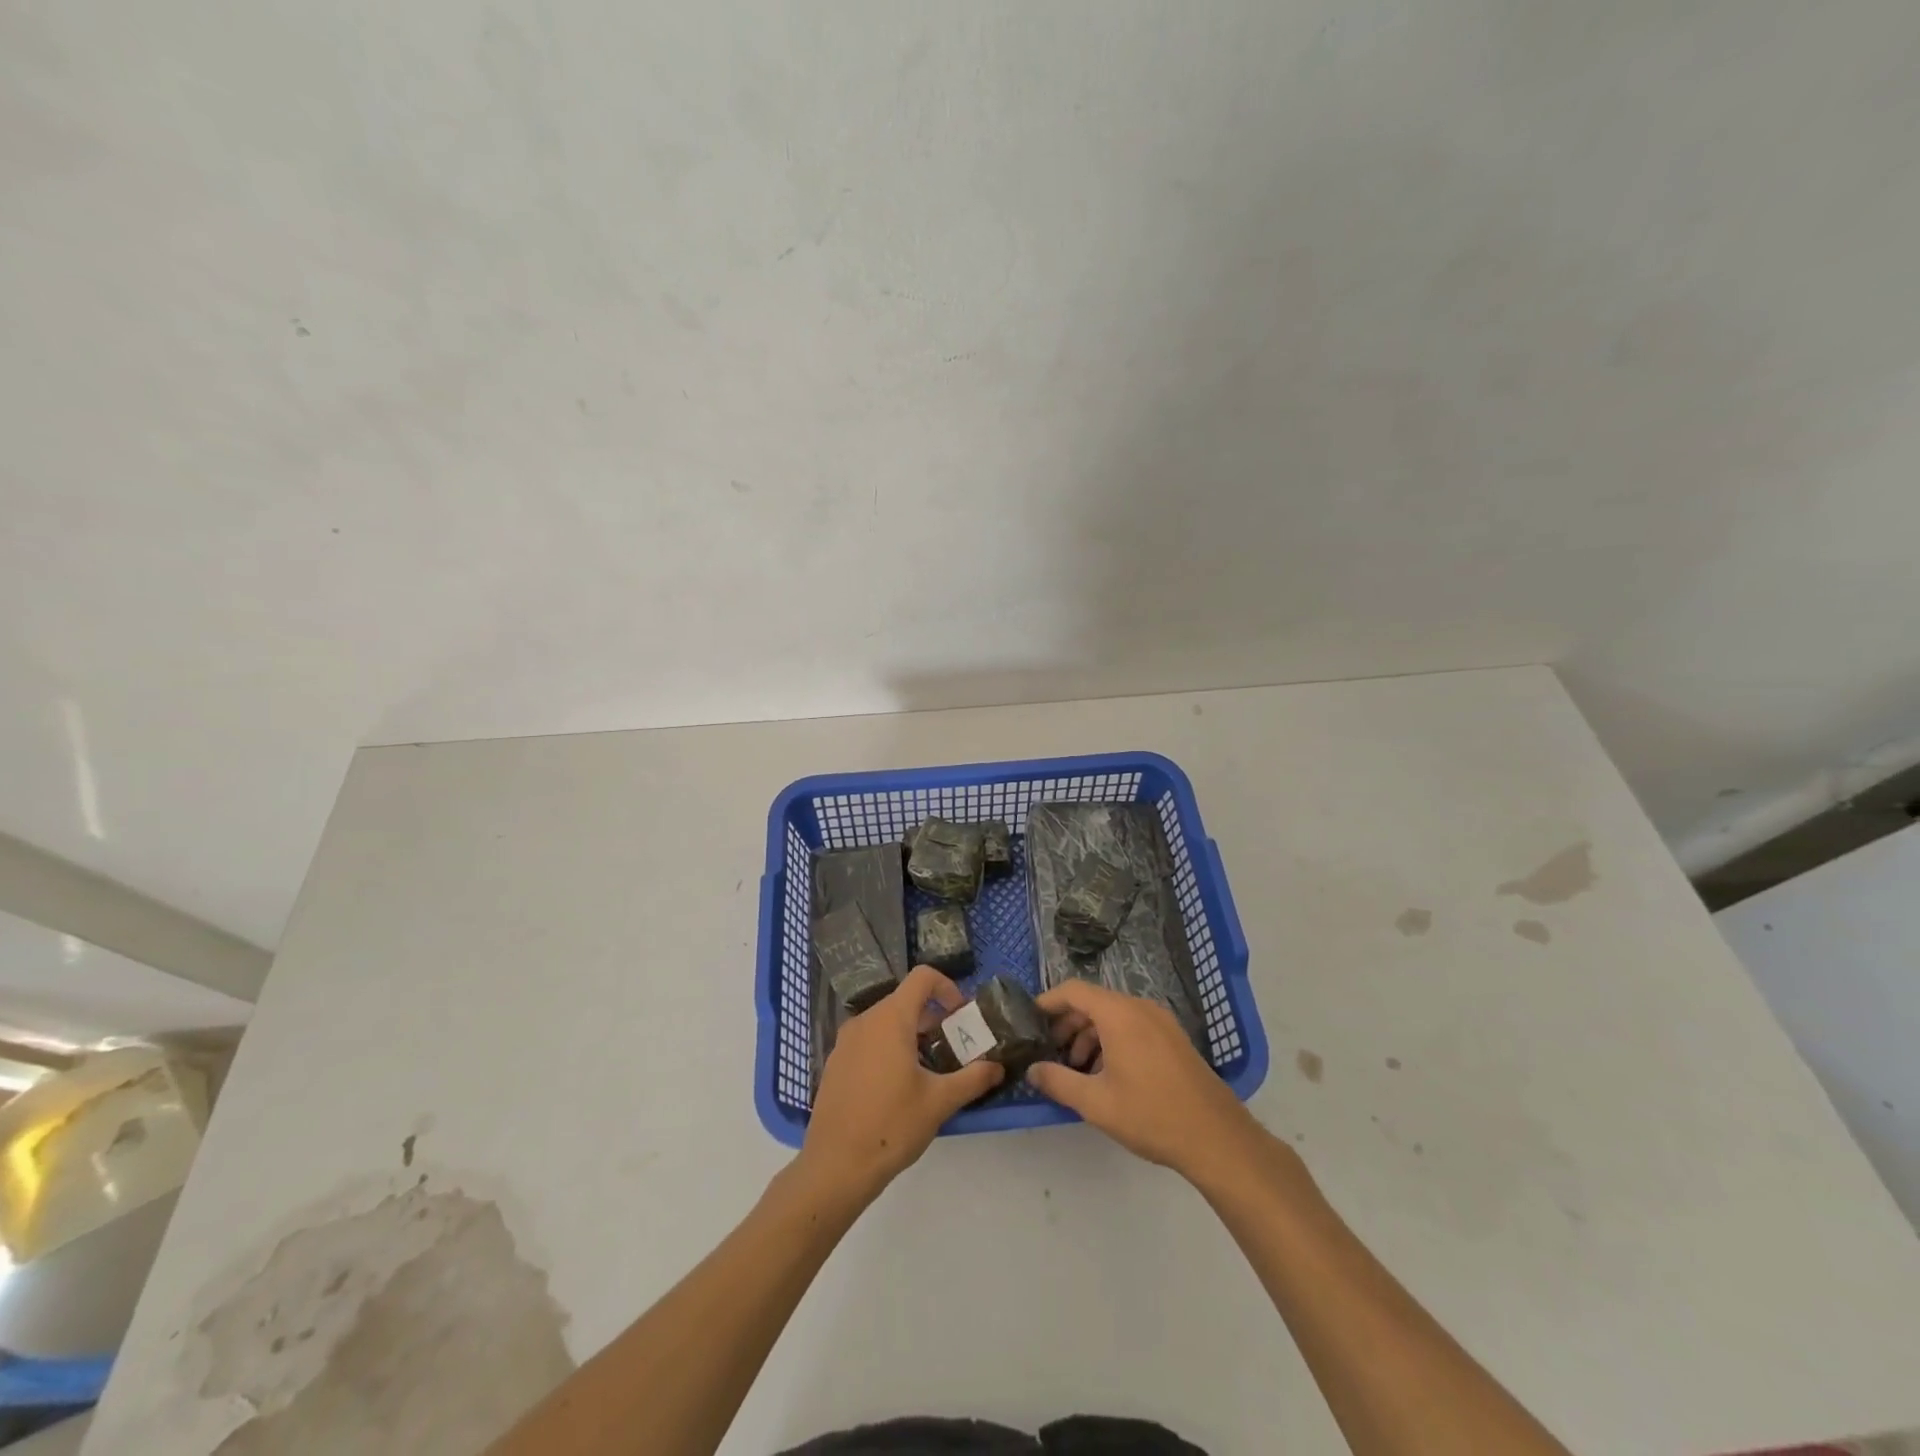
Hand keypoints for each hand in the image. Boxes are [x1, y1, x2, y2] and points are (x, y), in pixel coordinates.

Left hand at [800, 965, 1003, 1203]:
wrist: (835, 1166)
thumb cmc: (892, 1126)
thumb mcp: (940, 1102)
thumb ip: (973, 1078)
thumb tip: (998, 1067)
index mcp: (891, 1019)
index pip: (922, 977)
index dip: (947, 987)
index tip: (961, 1016)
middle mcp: (865, 1020)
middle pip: (905, 1000)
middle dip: (932, 1017)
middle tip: (952, 1047)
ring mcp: (846, 1041)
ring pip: (885, 1021)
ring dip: (911, 1034)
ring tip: (928, 1069)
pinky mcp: (836, 1062)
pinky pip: (868, 1040)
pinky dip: (888, 1048)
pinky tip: (897, 1086)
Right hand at [1027, 979, 1264, 1184]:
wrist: (1216, 1138)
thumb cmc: (1151, 1115)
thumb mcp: (1096, 1103)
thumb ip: (1058, 1082)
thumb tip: (1032, 1070)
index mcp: (1119, 1014)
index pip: (1073, 991)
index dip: (1048, 1001)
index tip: (1029, 1020)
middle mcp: (1140, 1007)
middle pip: (1093, 1002)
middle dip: (1068, 1024)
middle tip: (1051, 1053)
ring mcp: (1161, 1021)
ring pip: (1113, 1016)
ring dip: (1090, 1035)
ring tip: (1078, 1070)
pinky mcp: (1173, 1038)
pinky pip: (1132, 1026)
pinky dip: (1112, 1040)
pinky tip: (1108, 1075)